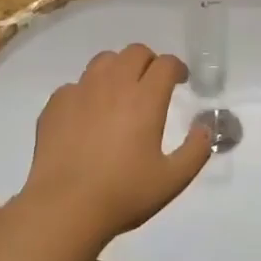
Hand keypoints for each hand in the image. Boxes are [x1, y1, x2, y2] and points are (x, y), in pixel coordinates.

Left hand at [19, 44, 210, 246]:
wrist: (64, 208)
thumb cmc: (123, 194)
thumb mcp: (172, 179)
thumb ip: (196, 150)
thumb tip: (205, 127)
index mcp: (145, 99)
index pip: (165, 64)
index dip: (177, 68)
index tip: (181, 81)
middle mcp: (112, 85)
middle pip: (134, 52)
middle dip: (149, 62)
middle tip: (152, 84)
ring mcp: (80, 91)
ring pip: (103, 61)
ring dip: (118, 69)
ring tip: (120, 92)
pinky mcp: (55, 104)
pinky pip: (75, 85)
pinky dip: (87, 92)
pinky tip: (88, 115)